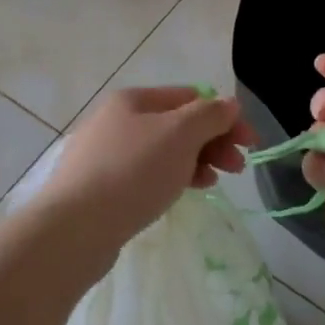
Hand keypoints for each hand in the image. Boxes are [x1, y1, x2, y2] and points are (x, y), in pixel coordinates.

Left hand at [36, 86, 255, 258]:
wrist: (74, 227)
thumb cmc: (132, 172)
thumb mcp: (180, 135)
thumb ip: (210, 115)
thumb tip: (229, 104)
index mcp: (133, 100)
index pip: (190, 97)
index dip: (225, 116)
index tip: (250, 144)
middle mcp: (116, 120)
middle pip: (177, 123)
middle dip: (212, 140)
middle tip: (238, 167)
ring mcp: (104, 154)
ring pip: (162, 150)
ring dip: (195, 160)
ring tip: (214, 182)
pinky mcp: (100, 186)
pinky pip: (146, 174)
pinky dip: (171, 177)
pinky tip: (184, 192)